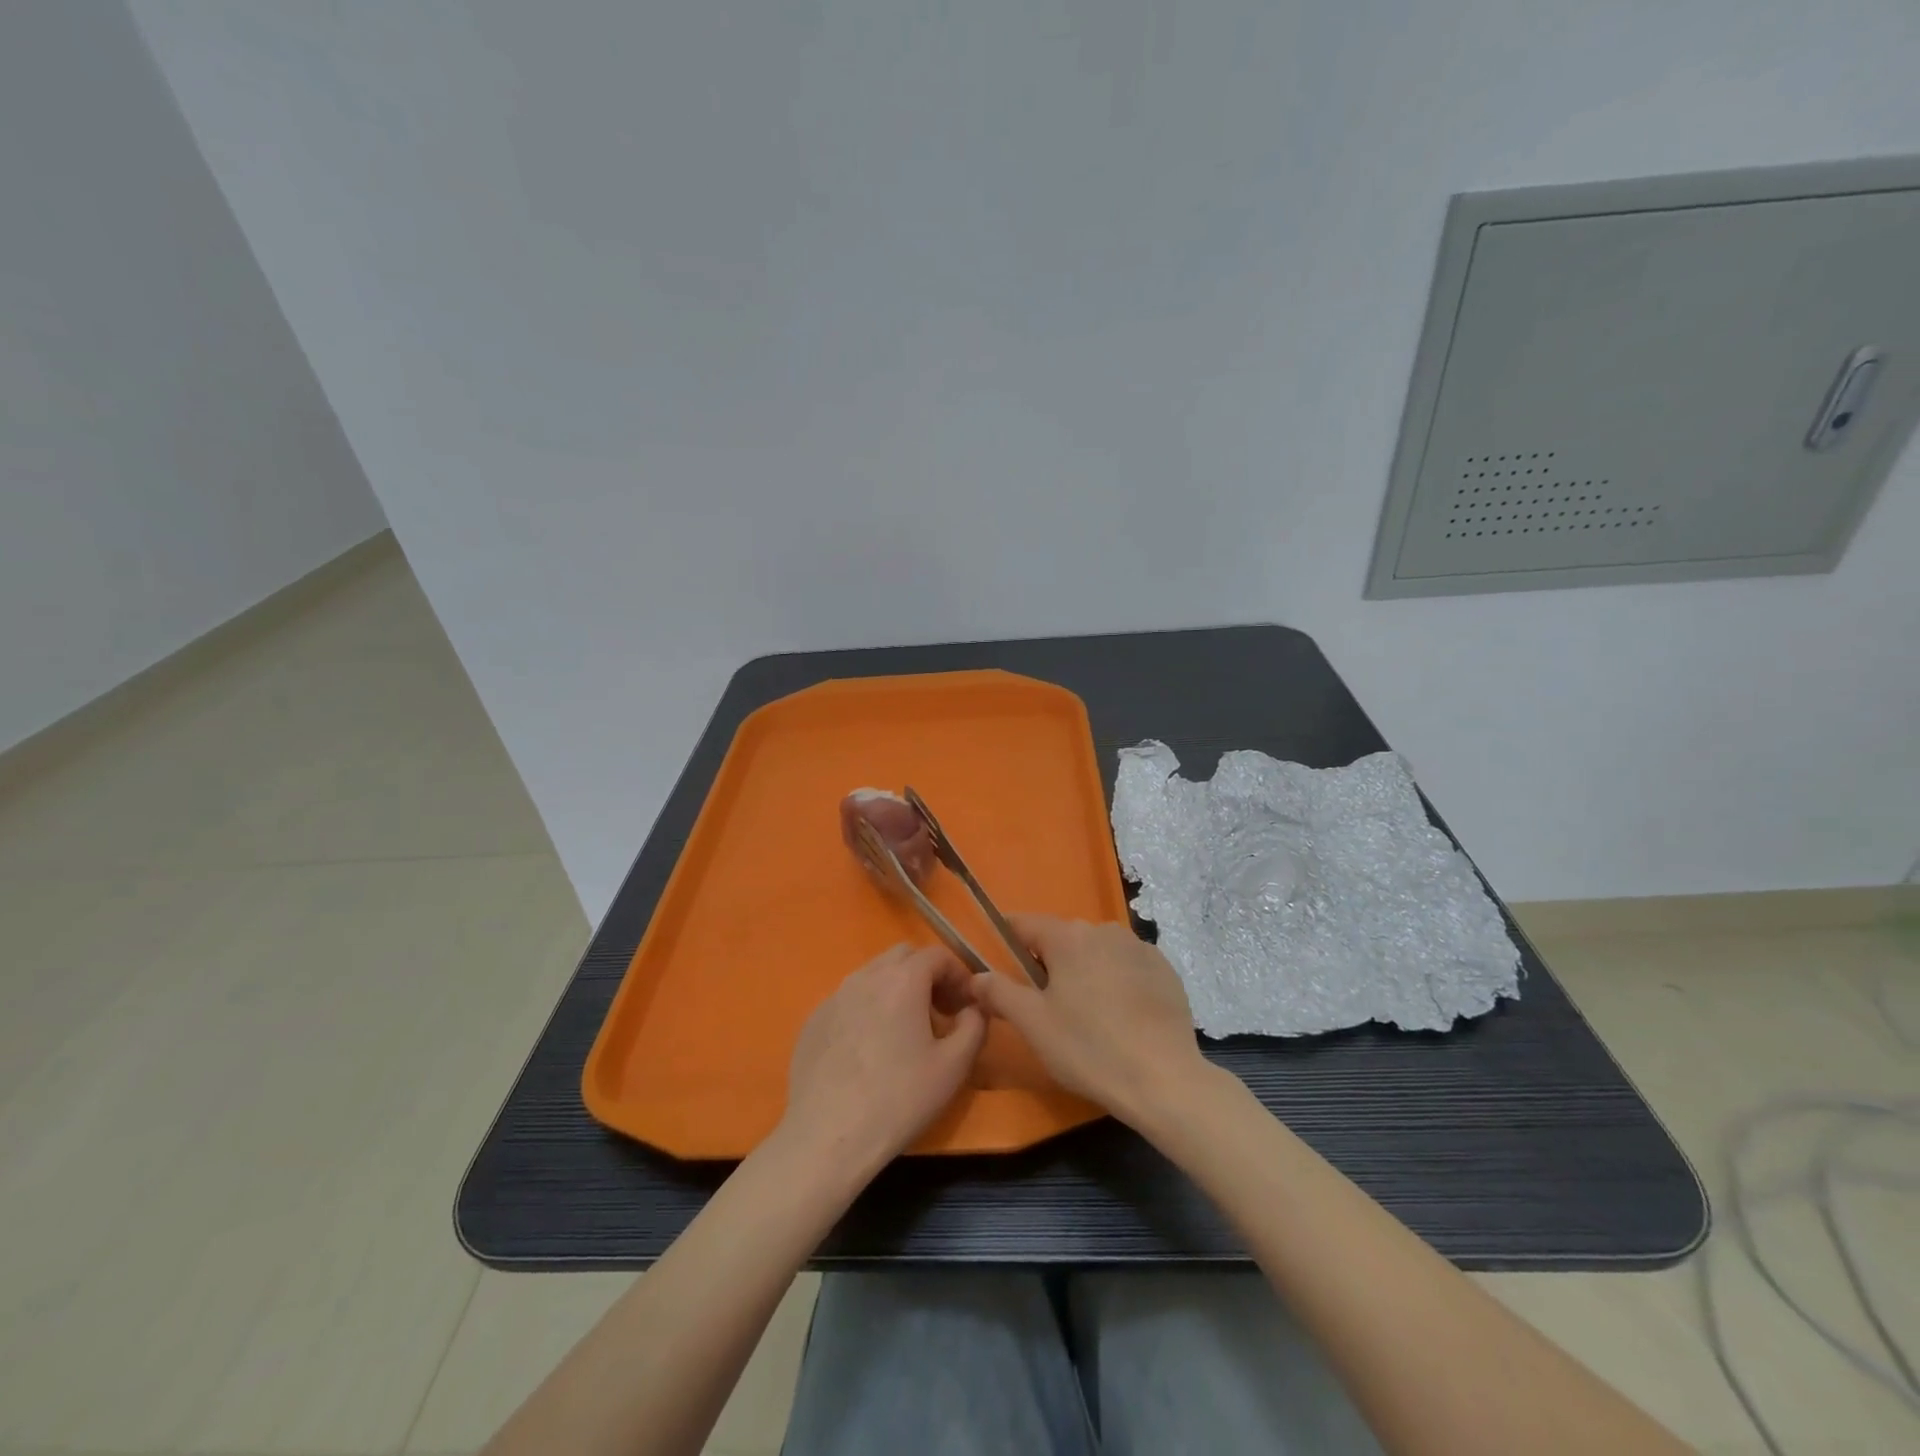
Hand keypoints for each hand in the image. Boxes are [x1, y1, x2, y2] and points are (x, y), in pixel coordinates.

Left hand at [778, 943, 985, 1179]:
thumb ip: (974, 1025)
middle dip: (926, 975)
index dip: (958, 974)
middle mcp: (866, 976)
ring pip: (873, 975)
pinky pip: (849, 1000)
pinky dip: (867, 1009)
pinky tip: (869, 1050)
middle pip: (902, 956)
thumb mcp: (954, 1066)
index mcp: (902, 979)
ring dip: (896, 989)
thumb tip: (973, 1009)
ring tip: (904, 1032)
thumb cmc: (899, 1099)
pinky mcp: (814, 1020)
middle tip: (938, 1012)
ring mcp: (834, 996)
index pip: (937, 955)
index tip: (966, 1004)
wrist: (828, 1137)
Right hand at [972, 914, 1208, 1128]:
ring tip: (1086, 1014)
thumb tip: (975, 976)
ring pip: (1096, 951)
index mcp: (1068, 936)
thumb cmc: (1088, 1048)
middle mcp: (1104, 929)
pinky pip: (1126, 965)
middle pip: (1062, 938)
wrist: (1164, 1079)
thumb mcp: (1033, 1024)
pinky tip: (1120, 1017)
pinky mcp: (1165, 969)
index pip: (1024, 924)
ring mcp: (1139, 947)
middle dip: (1048, 962)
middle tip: (1045, 1005)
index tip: (1000, 963)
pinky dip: (1116, 981)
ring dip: (1084, 971)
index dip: (1007, 940)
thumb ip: (999, 993)